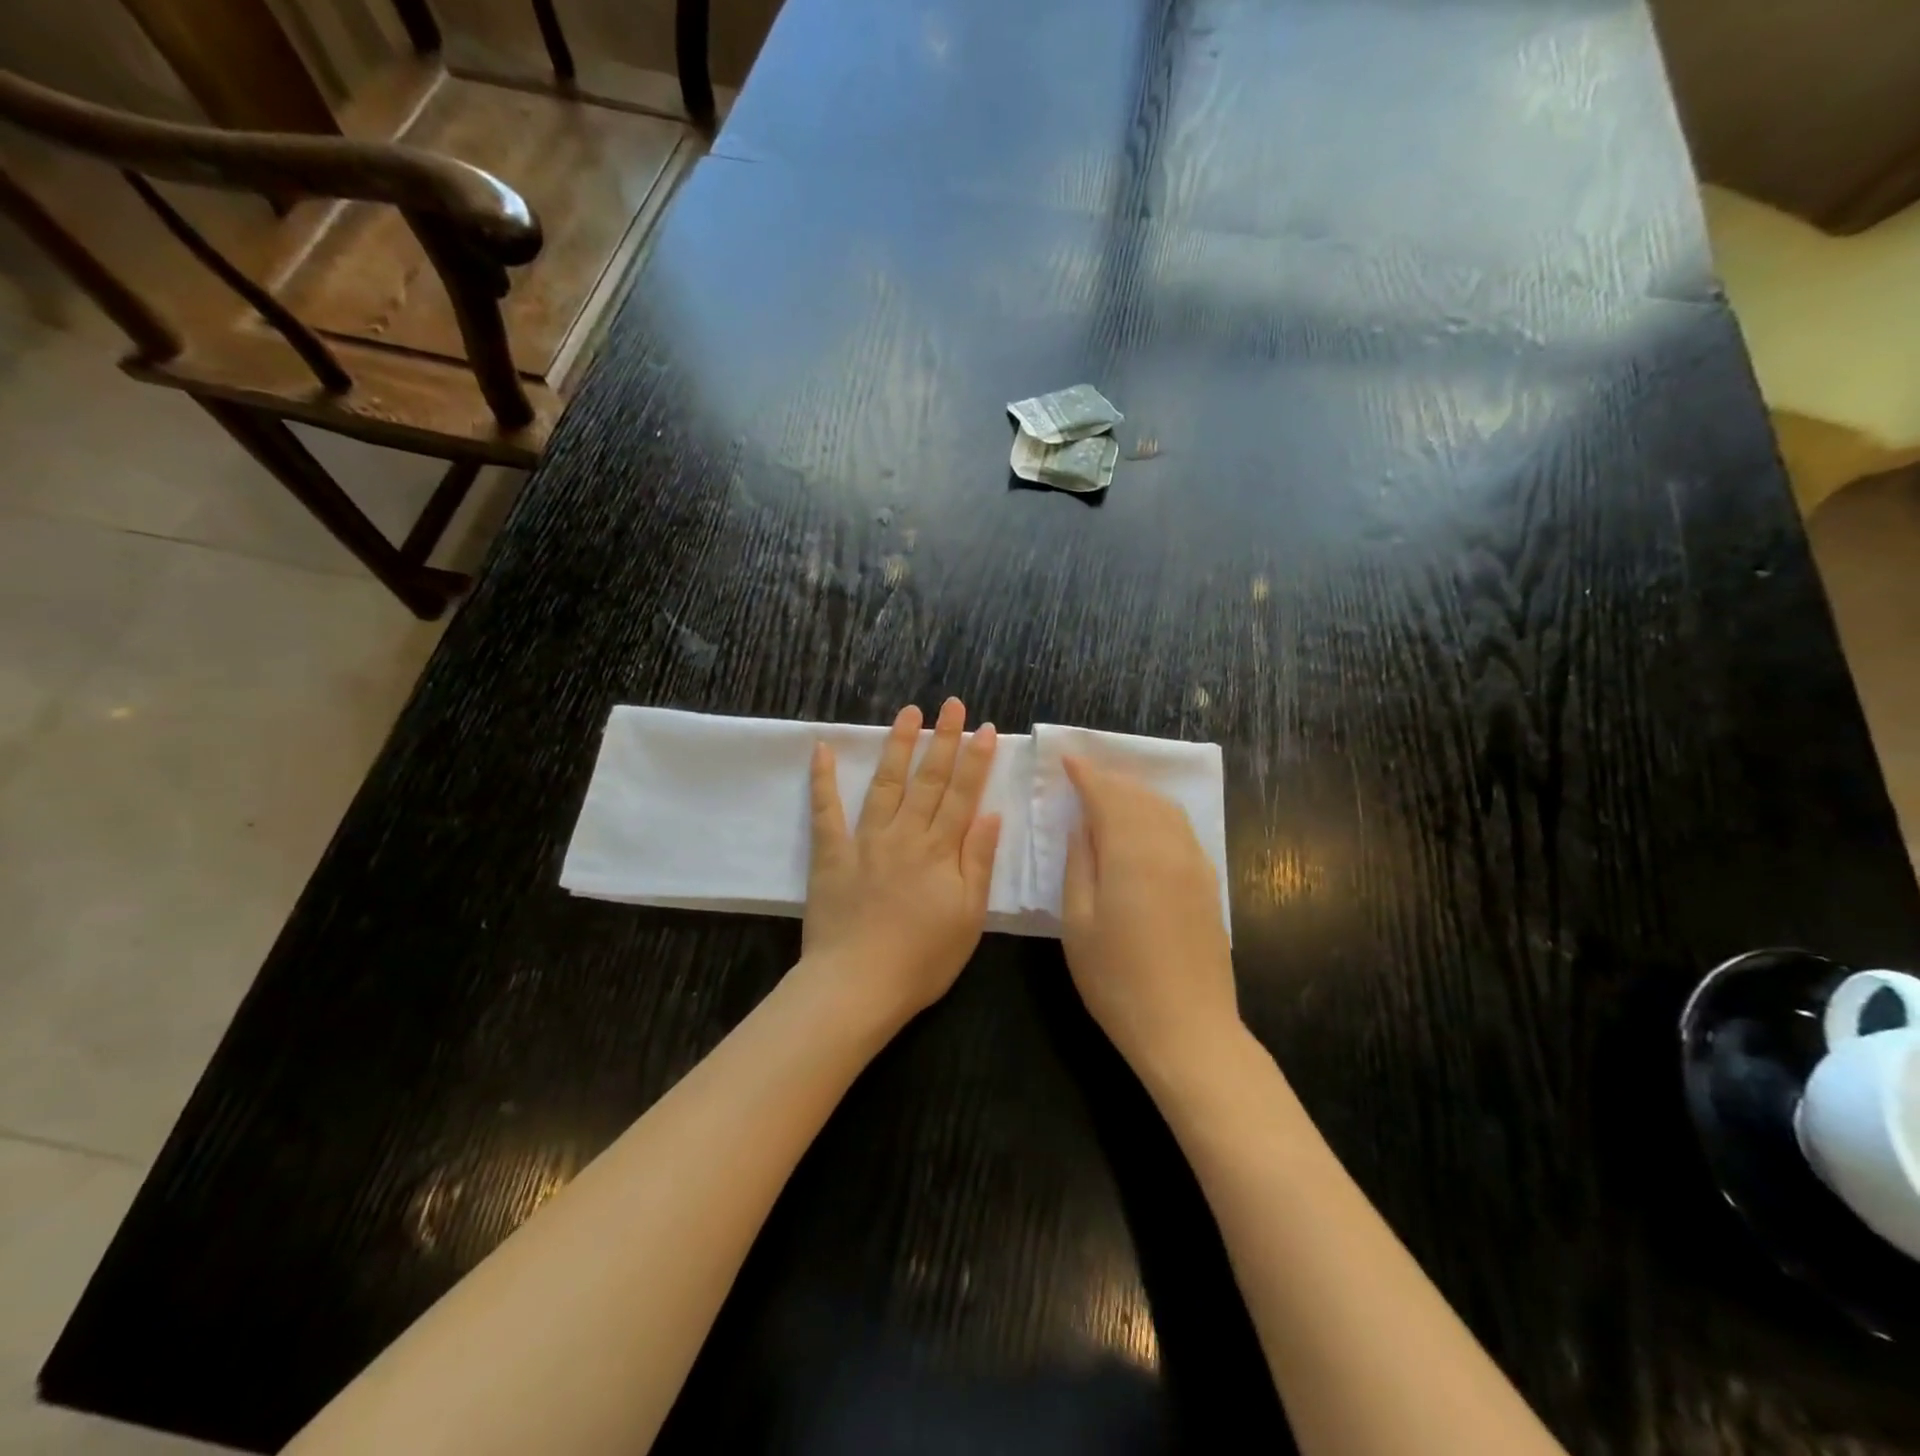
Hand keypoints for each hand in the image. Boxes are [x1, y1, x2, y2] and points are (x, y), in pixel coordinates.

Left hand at [803, 698, 1001, 1025]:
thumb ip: (978, 862)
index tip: (986, 728)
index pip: (963, 795)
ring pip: (885, 783)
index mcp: (940, 851)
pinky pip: (826, 811)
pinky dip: (823, 779)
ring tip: (907, 713)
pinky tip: (823, 749)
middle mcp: (905, 835)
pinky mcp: (831, 854)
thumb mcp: (968, 917)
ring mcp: (865, 841)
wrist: (858, 986)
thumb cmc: (922, 959)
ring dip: (897, 745)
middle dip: (943, 739)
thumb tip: (991, 815)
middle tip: (951, 704)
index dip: (976, 760)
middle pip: (928, 779)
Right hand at [1059, 756, 1239, 1087]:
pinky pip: (1182, 830)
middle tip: (1084, 774)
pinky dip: (1158, 814)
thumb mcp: (1078, 922)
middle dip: (1111, 779)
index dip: (1086, 774)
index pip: (1107, 795)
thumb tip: (1083, 826)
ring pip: (1166, 809)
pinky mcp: (1208, 885)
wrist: (1188, 1029)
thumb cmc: (1118, 979)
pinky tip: (1145, 826)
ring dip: (1136, 793)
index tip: (1067, 758)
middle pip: (1139, 796)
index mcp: (1132, 852)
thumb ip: (1079, 864)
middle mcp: (1169, 847)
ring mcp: (1195, 865)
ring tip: (1111, 794)